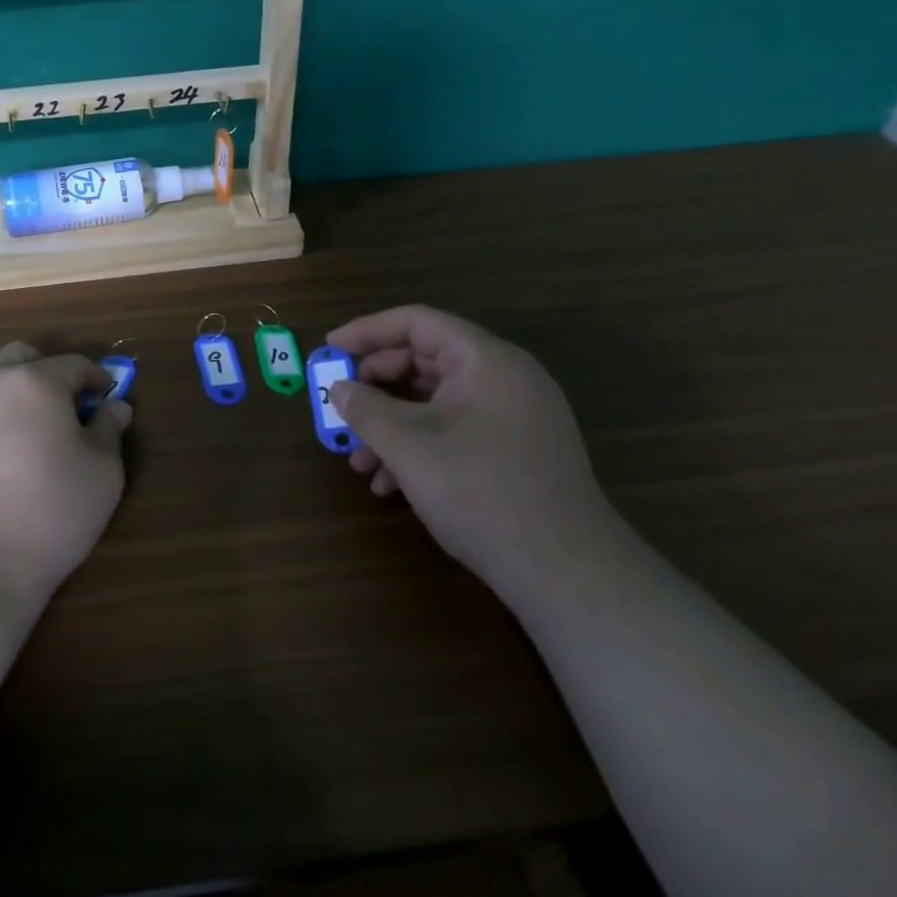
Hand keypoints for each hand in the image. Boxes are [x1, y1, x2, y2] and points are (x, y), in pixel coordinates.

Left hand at [0, 343, 131, 609]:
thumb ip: (109, 431)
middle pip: (22, 356)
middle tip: (64, 409)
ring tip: (23, 427)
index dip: (96, 379)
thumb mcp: (102, 475)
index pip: (74, 365)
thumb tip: (114, 407)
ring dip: (10, 388)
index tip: (106, 399)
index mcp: (34, 381)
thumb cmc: (48, 515)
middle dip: (48, 372)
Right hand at [326, 306, 614, 590]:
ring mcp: (513, 416)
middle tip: (341, 408)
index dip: (367, 331)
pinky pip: (456, 430)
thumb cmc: (482, 493)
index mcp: (486, 360)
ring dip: (391, 425)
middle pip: (424, 361)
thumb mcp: (410, 447)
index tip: (329, 350)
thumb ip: (366, 410)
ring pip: (436, 402)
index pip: (417, 323)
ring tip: (359, 462)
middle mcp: (504, 378)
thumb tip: (339, 389)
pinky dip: (419, 446)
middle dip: (375, 387)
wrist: (567, 573)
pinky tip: (391, 484)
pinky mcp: (515, 450)